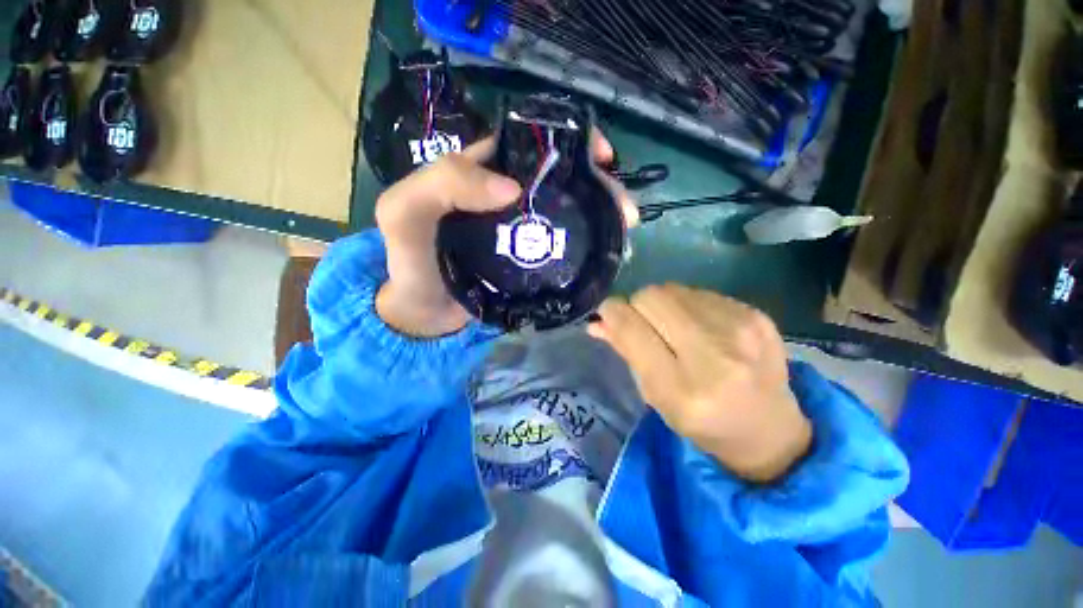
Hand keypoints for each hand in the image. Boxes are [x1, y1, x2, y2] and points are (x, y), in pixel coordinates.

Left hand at [376, 132, 636, 336]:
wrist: (421, 315)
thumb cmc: (409, 261)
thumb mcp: (405, 212)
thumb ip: (443, 185)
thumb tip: (513, 189)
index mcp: (482, 173)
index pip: (530, 144)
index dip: (569, 142)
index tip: (602, 157)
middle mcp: (507, 198)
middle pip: (559, 180)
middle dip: (597, 185)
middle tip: (623, 208)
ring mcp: (522, 232)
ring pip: (567, 213)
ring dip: (599, 216)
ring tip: (624, 228)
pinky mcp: (530, 261)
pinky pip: (562, 247)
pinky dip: (585, 246)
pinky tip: (604, 252)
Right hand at [588, 284, 811, 482]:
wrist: (770, 429)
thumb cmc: (702, 422)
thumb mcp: (655, 396)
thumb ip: (626, 352)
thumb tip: (596, 322)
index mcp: (682, 390)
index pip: (632, 328)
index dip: (612, 313)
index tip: (607, 313)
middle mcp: (714, 356)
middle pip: (651, 297)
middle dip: (636, 305)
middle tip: (643, 323)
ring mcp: (741, 331)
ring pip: (672, 289)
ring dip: (662, 304)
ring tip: (673, 328)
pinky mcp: (756, 315)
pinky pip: (698, 291)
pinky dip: (687, 305)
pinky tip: (700, 327)